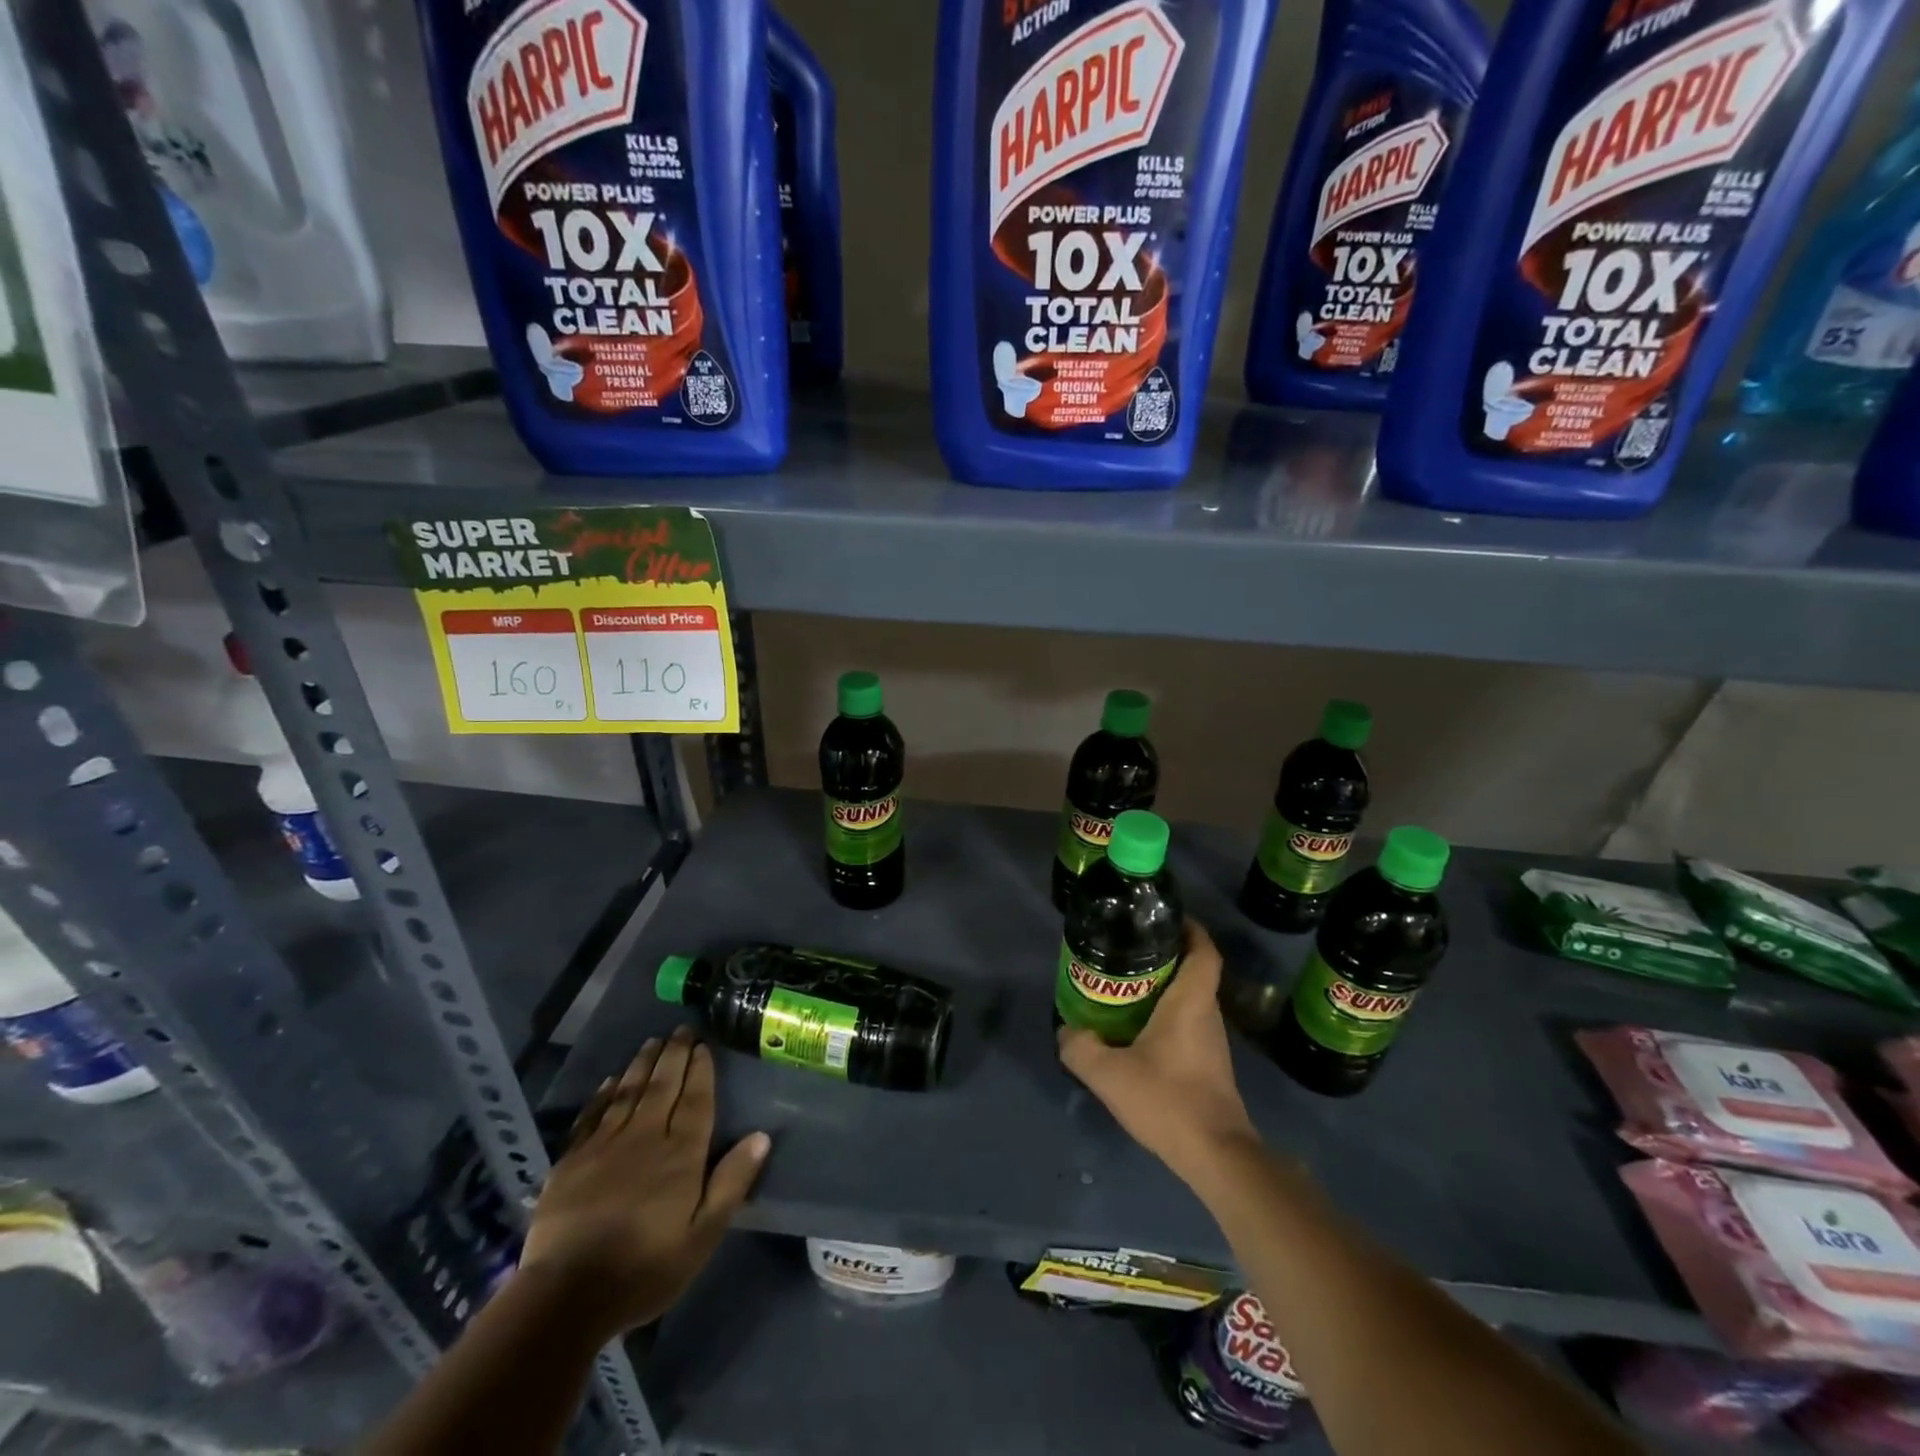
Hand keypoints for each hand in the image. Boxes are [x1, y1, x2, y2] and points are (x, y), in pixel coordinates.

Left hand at [518, 1027, 768, 1337]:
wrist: (566, 1296)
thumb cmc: (644, 1269)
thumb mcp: (702, 1236)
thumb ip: (731, 1183)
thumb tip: (761, 1136)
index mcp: (681, 1154)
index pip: (696, 1100)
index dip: (701, 1071)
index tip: (704, 1046)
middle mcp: (645, 1137)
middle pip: (663, 1086)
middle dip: (674, 1055)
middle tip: (682, 1029)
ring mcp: (605, 1145)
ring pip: (629, 1092)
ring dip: (643, 1064)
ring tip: (652, 1041)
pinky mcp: (571, 1161)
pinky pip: (593, 1115)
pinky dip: (604, 1094)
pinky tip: (611, 1081)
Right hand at [1057, 920, 1259, 1188]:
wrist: (1216, 1156)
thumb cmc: (1168, 1100)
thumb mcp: (1109, 1074)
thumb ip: (1081, 1048)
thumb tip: (1067, 1031)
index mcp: (1191, 1002)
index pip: (1203, 950)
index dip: (1190, 929)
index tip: (1165, 918)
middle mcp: (1207, 1014)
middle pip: (1193, 971)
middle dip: (1165, 956)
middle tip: (1128, 951)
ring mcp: (1212, 1042)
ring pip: (1190, 1000)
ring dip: (1164, 989)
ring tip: (1125, 988)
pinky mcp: (1210, 1066)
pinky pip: (1188, 1025)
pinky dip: (1166, 1017)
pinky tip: (1137, 1033)